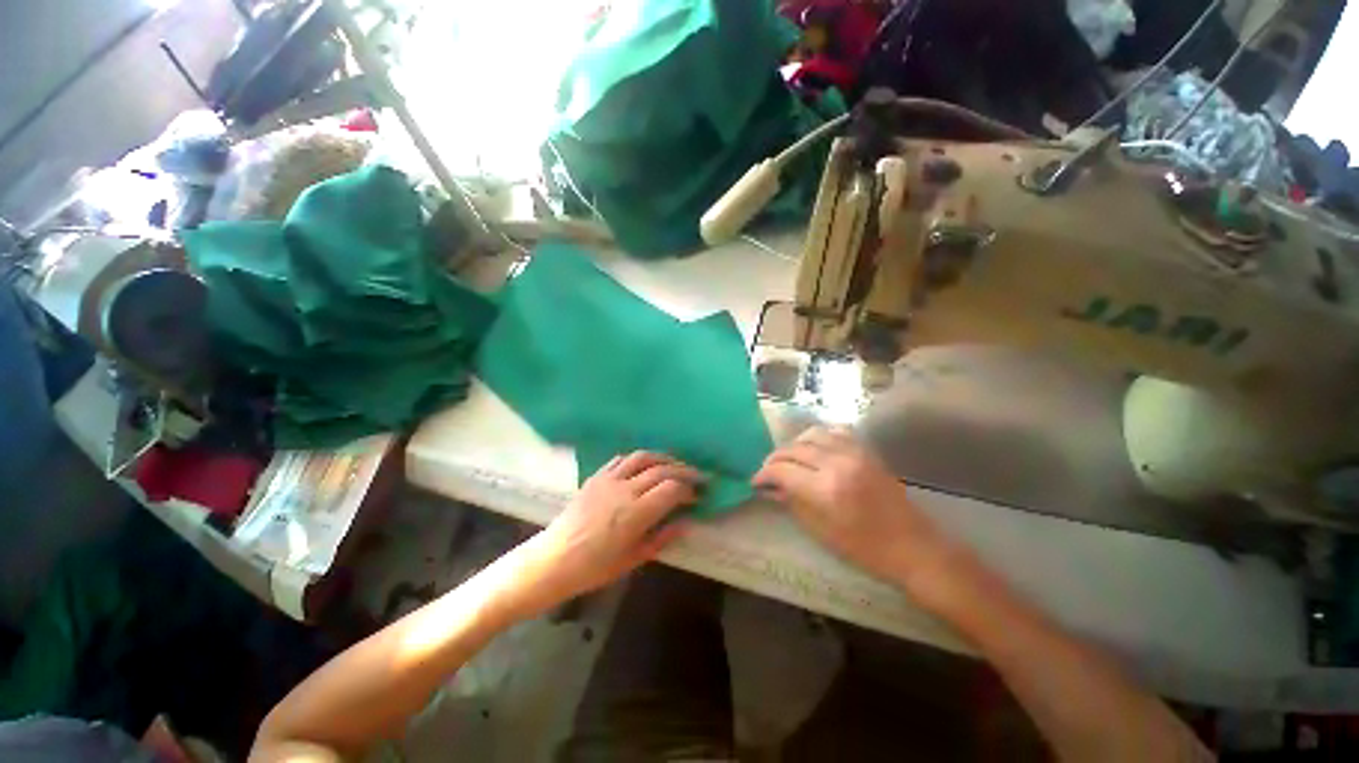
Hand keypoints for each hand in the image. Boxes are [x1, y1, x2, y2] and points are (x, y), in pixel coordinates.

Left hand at [516, 452, 701, 612]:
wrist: (554, 559)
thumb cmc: (595, 568)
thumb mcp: (634, 559)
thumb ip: (663, 537)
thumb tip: (687, 523)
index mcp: (636, 513)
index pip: (672, 489)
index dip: (689, 490)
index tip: (697, 497)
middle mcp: (625, 489)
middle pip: (663, 469)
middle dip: (685, 471)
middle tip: (698, 477)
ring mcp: (609, 479)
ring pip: (643, 457)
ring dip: (664, 458)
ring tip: (676, 465)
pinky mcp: (597, 476)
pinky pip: (622, 459)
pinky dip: (640, 459)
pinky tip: (646, 465)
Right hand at [752, 426, 949, 586]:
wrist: (913, 546)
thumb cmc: (864, 548)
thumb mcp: (821, 531)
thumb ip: (792, 502)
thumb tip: (769, 488)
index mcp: (825, 488)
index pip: (782, 469)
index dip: (763, 474)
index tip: (756, 482)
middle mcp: (837, 462)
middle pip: (793, 449)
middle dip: (775, 459)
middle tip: (768, 473)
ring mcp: (854, 452)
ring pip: (811, 434)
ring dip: (794, 445)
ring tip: (788, 460)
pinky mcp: (866, 450)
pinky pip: (834, 431)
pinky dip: (817, 437)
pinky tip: (813, 448)